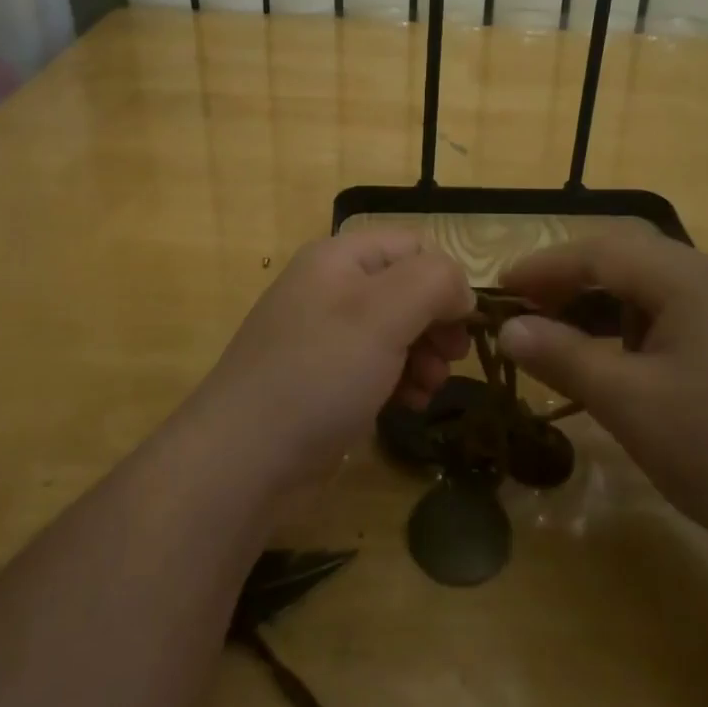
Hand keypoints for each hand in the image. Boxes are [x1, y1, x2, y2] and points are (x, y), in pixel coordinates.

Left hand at [190, 231, 472, 492]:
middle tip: (452, 359)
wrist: (244, 459)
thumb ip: (434, 282)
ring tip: (429, 388)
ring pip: (397, 332)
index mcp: (340, 258)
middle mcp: (332, 288)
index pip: (414, 247)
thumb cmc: (319, 373)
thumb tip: (461, 291)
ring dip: (424, 357)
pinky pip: (377, 367)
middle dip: (437, 323)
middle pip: (408, 289)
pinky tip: (409, 405)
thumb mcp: (384, 313)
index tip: (463, 324)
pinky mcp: (325, 380)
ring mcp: (326, 337)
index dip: (446, 279)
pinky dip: (401, 381)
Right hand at [498, 230, 707, 563]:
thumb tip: (509, 330)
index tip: (501, 288)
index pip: (601, 251)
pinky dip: (637, 328)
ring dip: (604, 305)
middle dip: (573, 281)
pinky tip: (624, 363)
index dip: (544, 266)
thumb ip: (564, 357)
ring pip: (655, 288)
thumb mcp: (629, 403)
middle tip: (529, 311)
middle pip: (629, 260)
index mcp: (690, 279)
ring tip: (567, 337)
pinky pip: (680, 315)